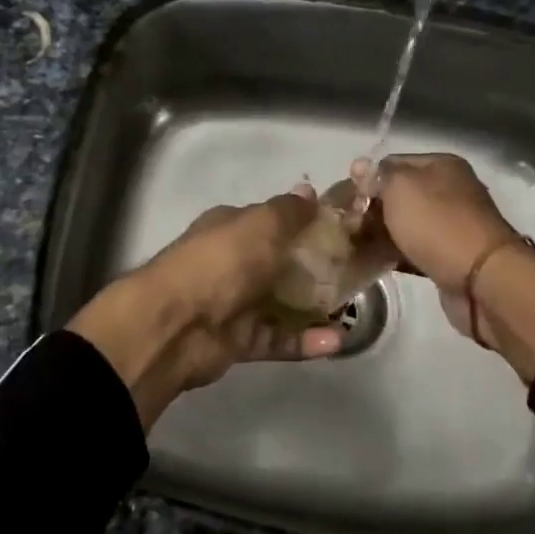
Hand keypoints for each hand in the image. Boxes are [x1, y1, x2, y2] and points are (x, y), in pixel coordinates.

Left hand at [68, 186, 342, 429]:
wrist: (176, 325)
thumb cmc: (222, 263)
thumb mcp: (261, 225)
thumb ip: (288, 211)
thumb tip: (309, 192)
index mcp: (232, 228)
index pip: (273, 220)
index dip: (306, 221)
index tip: (343, 227)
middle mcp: (232, 262)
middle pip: (281, 262)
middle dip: (316, 266)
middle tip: (358, 269)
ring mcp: (235, 303)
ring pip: (282, 303)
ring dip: (316, 307)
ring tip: (352, 309)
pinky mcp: (239, 341)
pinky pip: (278, 339)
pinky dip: (305, 341)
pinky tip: (336, 341)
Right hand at [355, 153, 517, 290]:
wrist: (481, 280)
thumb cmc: (437, 224)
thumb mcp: (400, 188)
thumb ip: (377, 176)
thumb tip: (360, 166)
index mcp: (442, 165)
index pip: (393, 163)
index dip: (367, 178)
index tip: (344, 199)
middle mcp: (450, 190)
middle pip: (400, 194)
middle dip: (372, 207)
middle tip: (346, 224)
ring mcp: (452, 225)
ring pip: (406, 223)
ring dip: (382, 232)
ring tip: (354, 244)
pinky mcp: (449, 256)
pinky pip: (414, 249)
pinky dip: (396, 253)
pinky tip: (373, 261)